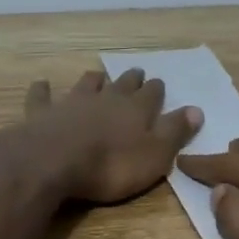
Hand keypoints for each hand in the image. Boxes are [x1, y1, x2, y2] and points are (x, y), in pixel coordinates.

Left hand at [20, 69, 201, 204]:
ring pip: (86, 85)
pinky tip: (41, 84)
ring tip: (97, 75)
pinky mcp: (42, 113)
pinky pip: (42, 97)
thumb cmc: (111, 166)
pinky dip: (42, 90)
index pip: (152, 94)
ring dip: (93, 80)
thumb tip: (197, 110)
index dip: (156, 90)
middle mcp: (105, 99)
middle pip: (121, 84)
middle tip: (136, 72)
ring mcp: (71, 103)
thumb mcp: (155, 155)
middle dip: (130, 79)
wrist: (54, 162)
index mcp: (136, 110)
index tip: (158, 84)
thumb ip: (174, 132)